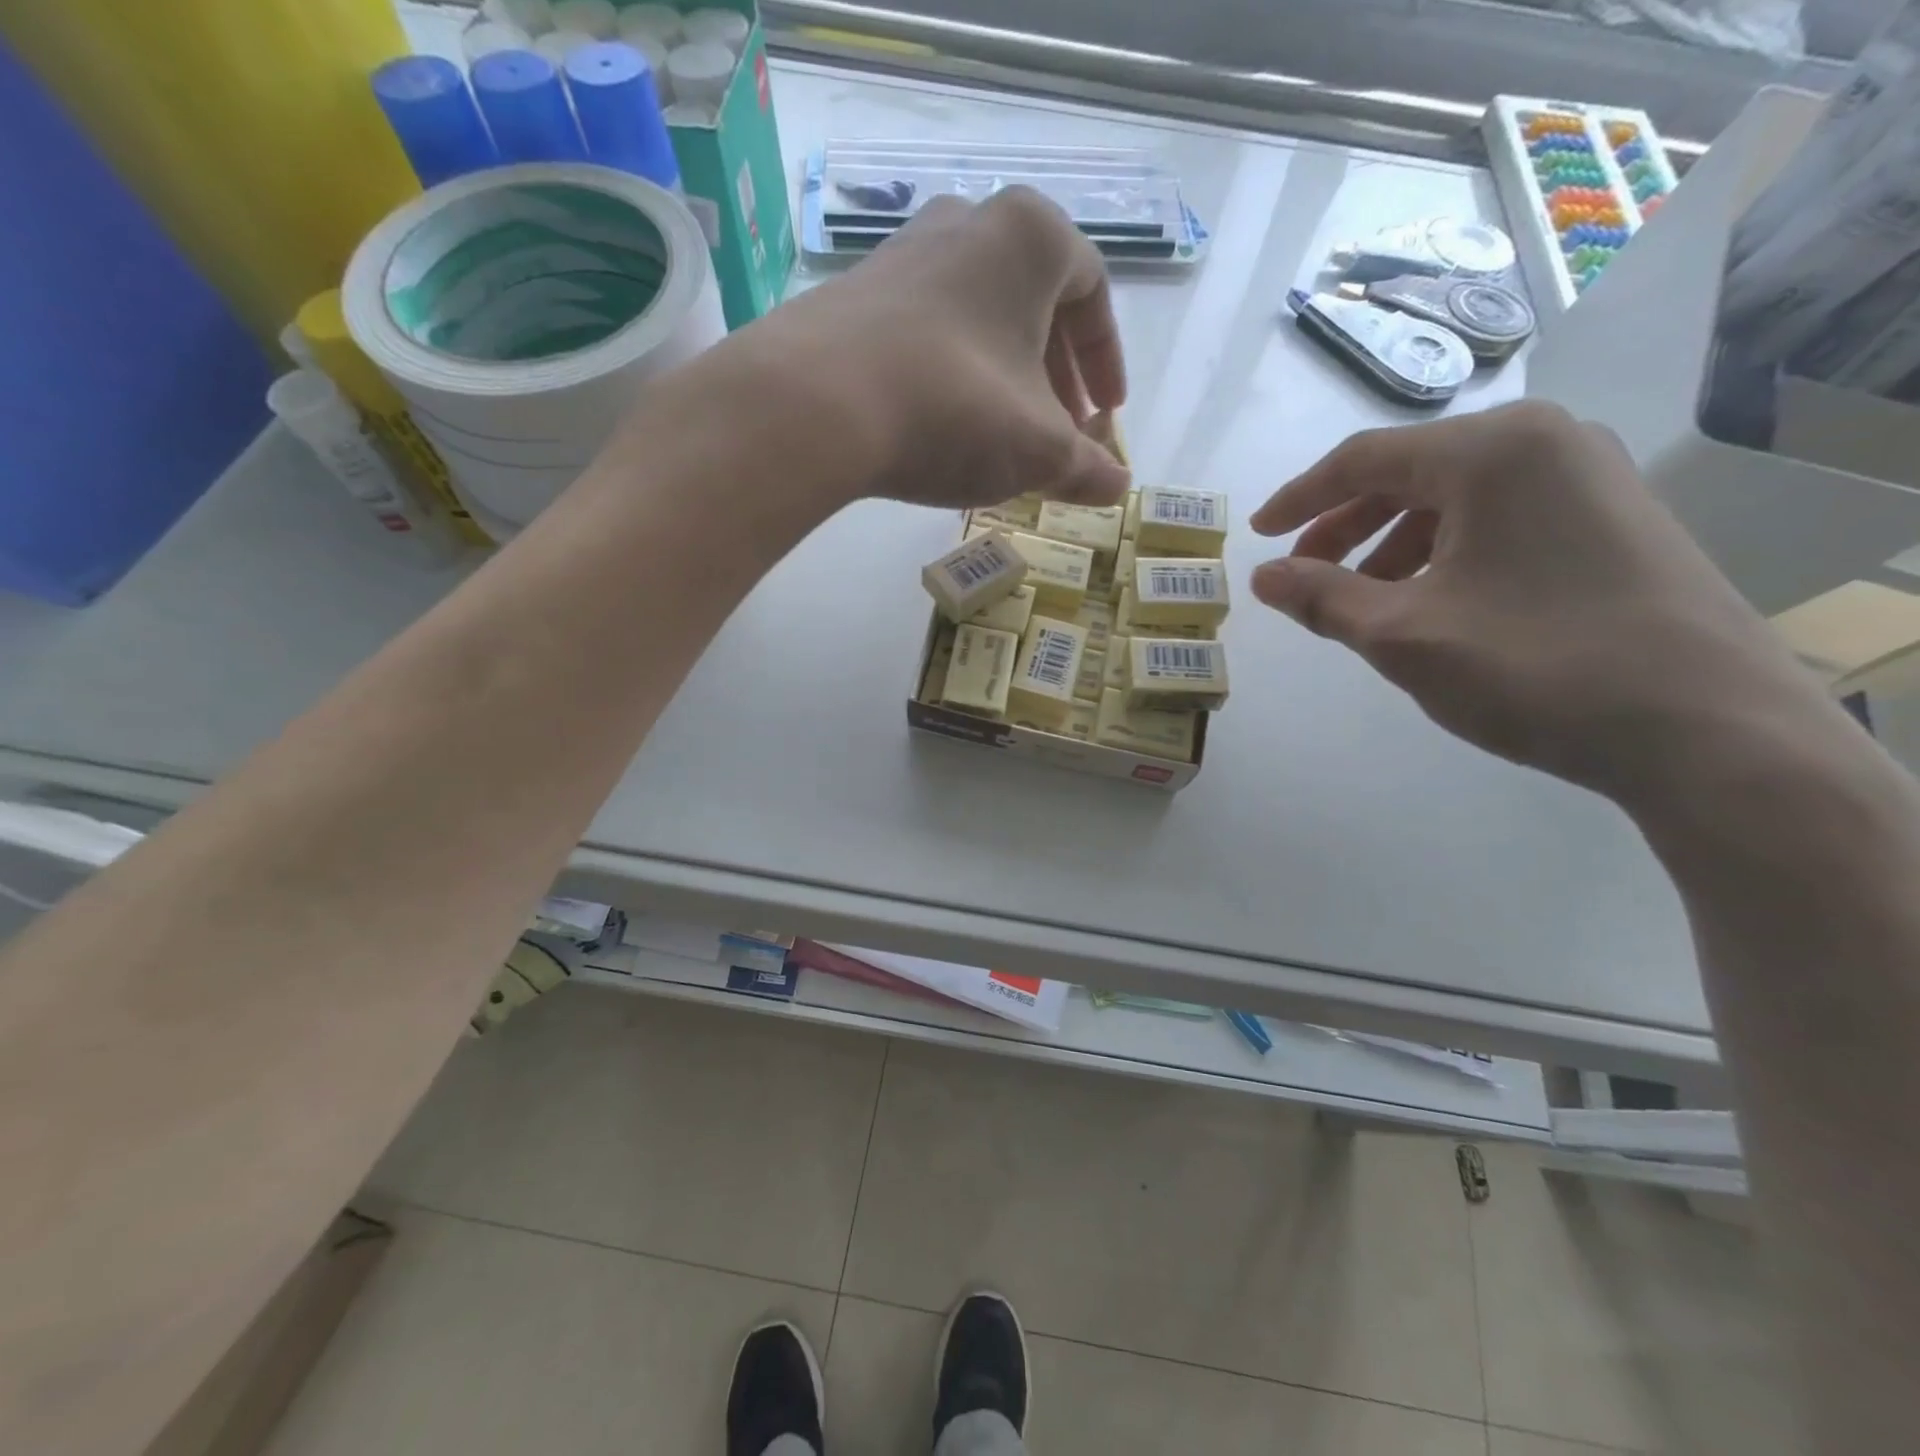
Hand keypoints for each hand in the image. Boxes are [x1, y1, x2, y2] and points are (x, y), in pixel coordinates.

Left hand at [738, 187, 1130, 511]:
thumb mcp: (1038, 450)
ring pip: (978, 315)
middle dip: (1055, 373)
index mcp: (1030, 238)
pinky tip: (944, 424)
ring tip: (1002, 433)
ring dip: (1003, 374)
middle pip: (1033, 301)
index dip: (1106, 359)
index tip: (1105, 412)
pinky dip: (953, 373)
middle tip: (1060, 429)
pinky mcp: (856, 295)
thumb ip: (1087, 467)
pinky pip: (928, 331)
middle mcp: (967, 223)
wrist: (816, 404)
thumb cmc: (954, 408)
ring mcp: (904, 254)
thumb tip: (1117, 488)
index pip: (1093, 289)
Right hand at [1248, 402, 1831, 801]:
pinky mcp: (1612, 519)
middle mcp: (1545, 443)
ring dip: (1390, 545)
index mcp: (1492, 451)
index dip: (1299, 500)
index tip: (1257, 537)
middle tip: (1303, 578)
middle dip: (1344, 527)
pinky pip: (1497, 519)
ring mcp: (1588, 478)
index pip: (1364, 459)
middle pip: (1410, 474)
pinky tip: (1428, 602)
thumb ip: (1321, 598)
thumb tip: (1262, 578)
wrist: (1705, 727)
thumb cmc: (1534, 666)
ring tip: (1361, 602)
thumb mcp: (1402, 634)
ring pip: (1454, 500)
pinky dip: (1443, 553)